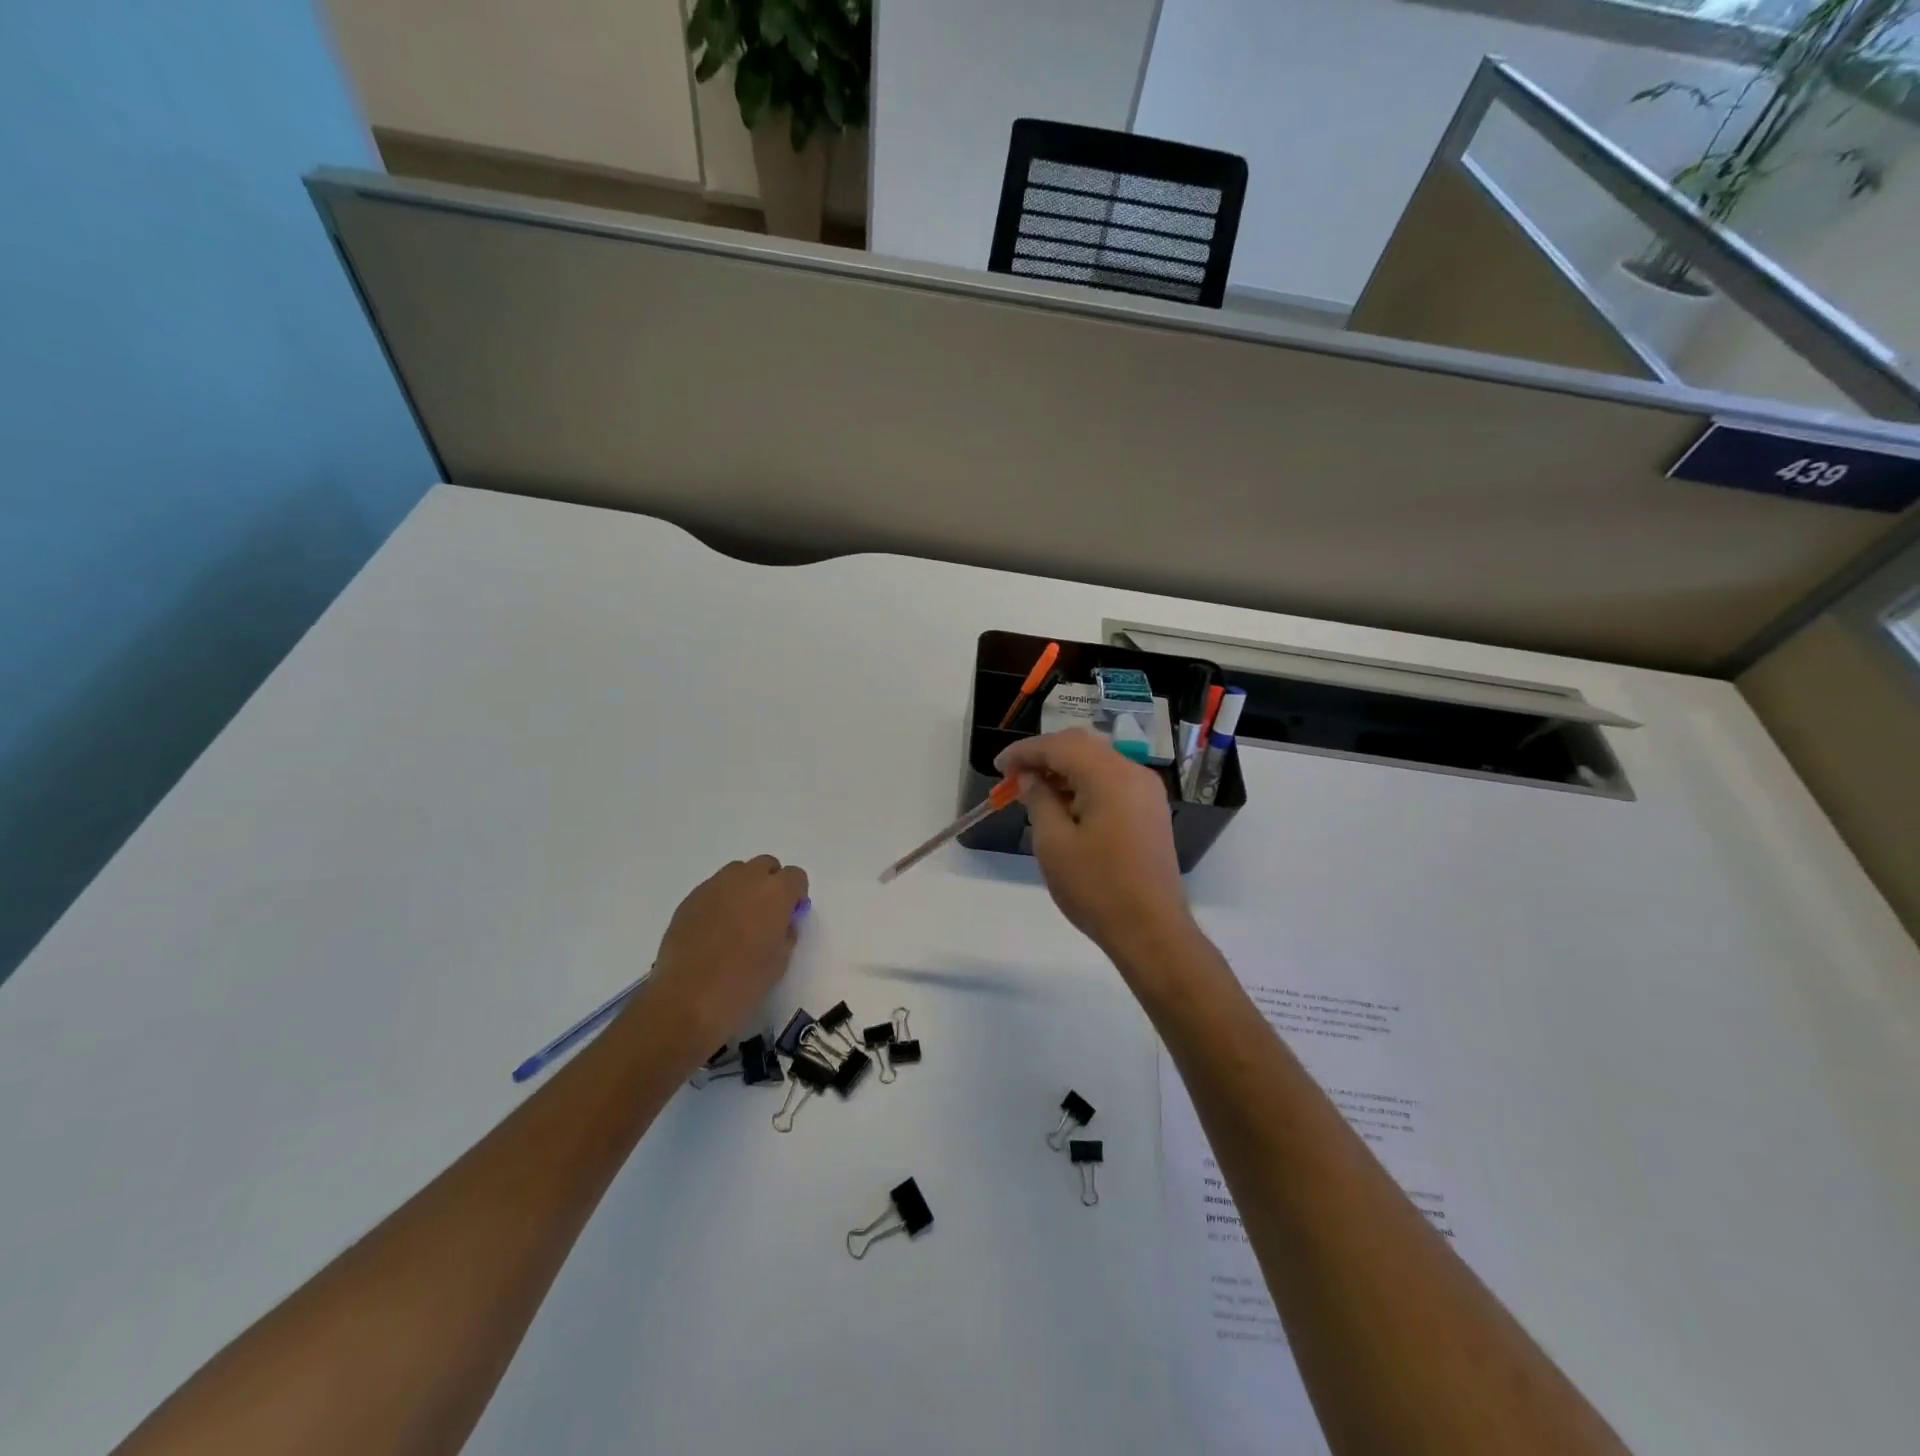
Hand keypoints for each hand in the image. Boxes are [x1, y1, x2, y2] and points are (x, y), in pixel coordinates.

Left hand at [644, 855, 809, 1052]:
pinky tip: (713, 931)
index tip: (790, 916)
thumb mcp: (780, 961)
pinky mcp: (689, 899)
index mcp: (775, 892)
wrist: (687, 999)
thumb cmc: (743, 983)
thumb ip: (786, 932)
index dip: (796, 894)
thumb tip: (781, 922)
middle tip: (765, 915)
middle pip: (766, 865)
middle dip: (770, 884)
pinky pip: (712, 889)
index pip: (796, 876)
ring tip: (737, 921)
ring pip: (737, 872)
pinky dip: (719, 901)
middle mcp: (746, 879)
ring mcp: (713, 886)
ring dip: (744, 888)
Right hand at [994, 729, 1195, 971]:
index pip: (1060, 745)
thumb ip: (1039, 800)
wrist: (1151, 930)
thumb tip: (1031, 779)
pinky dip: (1085, 784)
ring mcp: (1147, 792)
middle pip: (1083, 746)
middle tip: (1015, 777)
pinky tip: (1065, 806)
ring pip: (1099, 762)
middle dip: (1046, 755)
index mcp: (1109, 775)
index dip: (1025, 752)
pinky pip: (1113, 782)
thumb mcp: (1054, 843)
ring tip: (1035, 792)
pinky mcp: (1150, 811)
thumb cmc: (1096, 887)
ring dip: (1065, 769)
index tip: (998, 767)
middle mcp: (1133, 773)